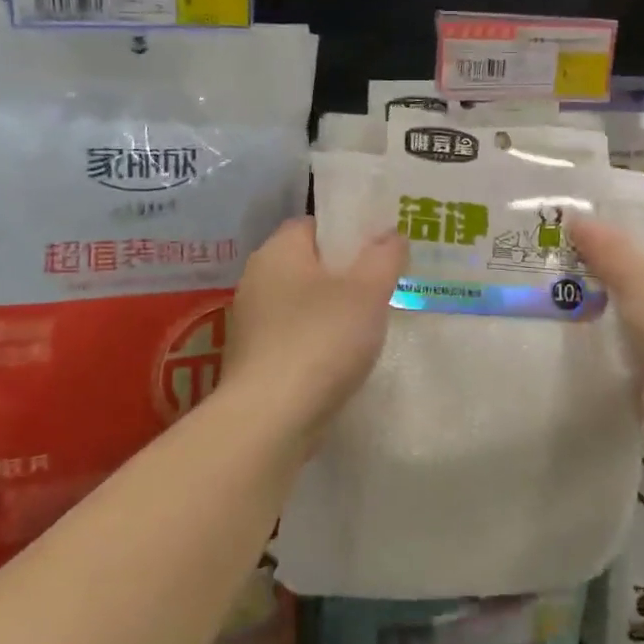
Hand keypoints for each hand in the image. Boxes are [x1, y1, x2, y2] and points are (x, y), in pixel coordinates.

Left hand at [224, 218, 406, 436]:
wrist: (271, 419)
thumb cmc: (321, 339)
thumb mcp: (367, 291)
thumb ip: (384, 256)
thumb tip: (392, 233)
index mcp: (278, 252)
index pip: (313, 224)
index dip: (348, 231)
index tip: (381, 247)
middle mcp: (257, 280)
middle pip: (309, 264)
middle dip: (346, 272)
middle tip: (386, 282)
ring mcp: (252, 323)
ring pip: (303, 303)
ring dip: (334, 309)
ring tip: (374, 321)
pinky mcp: (256, 360)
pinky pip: (296, 336)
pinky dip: (320, 340)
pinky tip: (346, 356)